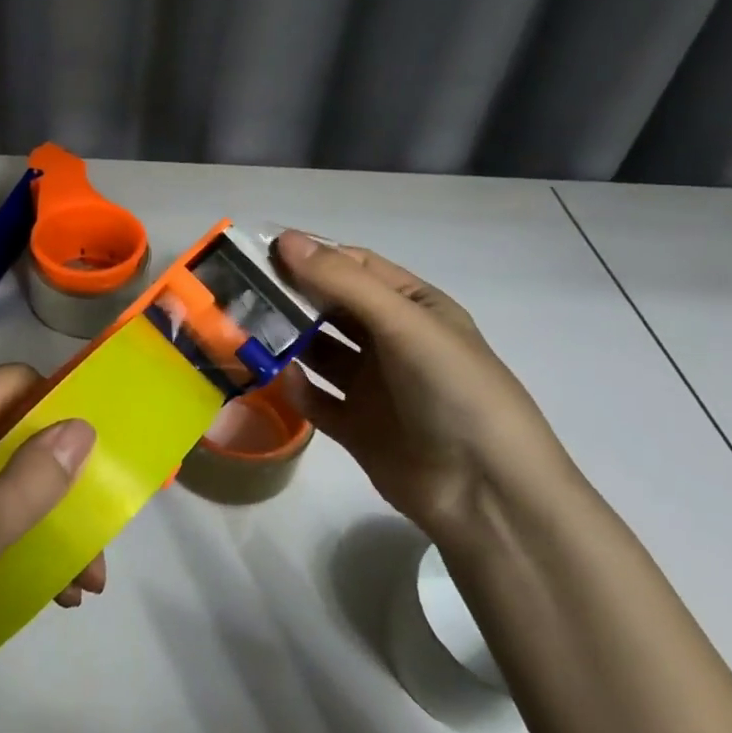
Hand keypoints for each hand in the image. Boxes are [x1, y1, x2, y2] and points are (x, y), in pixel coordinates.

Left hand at [0, 365, 102, 692]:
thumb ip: (30, 481)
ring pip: (1, 476)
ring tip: (82, 582)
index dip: (56, 406)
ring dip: (43, 519)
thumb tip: (83, 427)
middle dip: (60, 481)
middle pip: (11, 434)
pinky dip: (13, 535)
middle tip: (97, 534)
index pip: (11, 382)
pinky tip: (46, 587)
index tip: (94, 451)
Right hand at [272, 231, 575, 541]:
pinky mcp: (357, 428)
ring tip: (249, 330)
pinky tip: (278, 378)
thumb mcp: (404, 324)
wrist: (487, 493)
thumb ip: (343, 282)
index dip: (313, 256)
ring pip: (320, 352)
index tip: (262, 251)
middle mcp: (392, 341)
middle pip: (332, 307)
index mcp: (414, 307)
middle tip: (244, 290)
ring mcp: (374, 387)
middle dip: (293, 296)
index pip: (356, 267)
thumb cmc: (453, 390)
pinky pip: (317, 399)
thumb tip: (285, 239)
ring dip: (289, 340)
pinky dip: (296, 388)